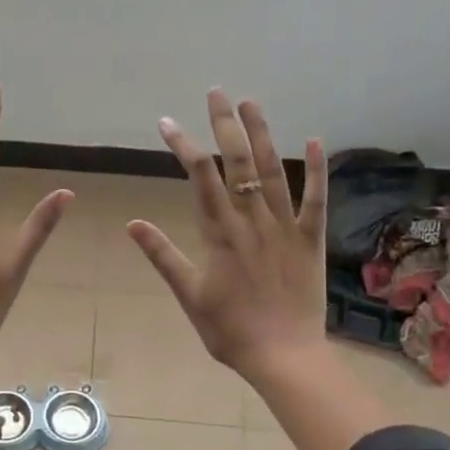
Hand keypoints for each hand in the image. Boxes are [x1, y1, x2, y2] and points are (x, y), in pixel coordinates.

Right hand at [127, 90, 327, 380]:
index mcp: (220, 233)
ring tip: (251, 103)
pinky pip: (316, 199)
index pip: (200, 176)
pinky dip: (316, 170)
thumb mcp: (188, 295)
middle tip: (216, 93)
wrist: (283, 356)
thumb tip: (133, 224)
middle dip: (224, 125)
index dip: (182, 145)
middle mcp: (252, 220)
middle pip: (237, 162)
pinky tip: (314, 140)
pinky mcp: (311, 239)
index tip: (166, 123)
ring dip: (261, 134)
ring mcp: (284, 227)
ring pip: (272, 171)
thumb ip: (163, 256)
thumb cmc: (229, 330)